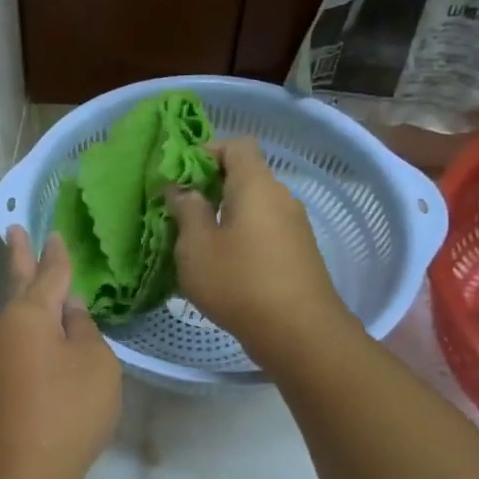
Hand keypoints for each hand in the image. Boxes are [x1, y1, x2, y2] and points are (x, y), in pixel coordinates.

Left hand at [0, 227, 121, 478]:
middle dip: (19, 257)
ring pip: (15, 321)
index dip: (56, 254)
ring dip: (27, 301)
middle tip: (12, 229)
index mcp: (29, 315)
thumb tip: (67, 311)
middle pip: (17, 287)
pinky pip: (14, 347)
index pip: (48, 275)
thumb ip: (83, 329)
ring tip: (39, 286)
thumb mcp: (95, 363)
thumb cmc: (68, 410)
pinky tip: (42, 344)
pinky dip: (29, 335)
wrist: (24, 475)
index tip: (53, 233)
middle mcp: (2, 330)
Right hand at [167, 137, 353, 361]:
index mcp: (256, 186)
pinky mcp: (299, 252)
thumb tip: (183, 190)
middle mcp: (280, 197)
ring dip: (225, 214)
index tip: (180, 176)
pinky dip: (242, 234)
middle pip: (245, 175)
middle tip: (180, 211)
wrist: (299, 332)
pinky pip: (264, 228)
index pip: (236, 145)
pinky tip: (224, 264)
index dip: (206, 151)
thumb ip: (187, 210)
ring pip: (254, 205)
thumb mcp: (196, 246)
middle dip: (211, 186)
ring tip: (197, 241)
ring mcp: (294, 225)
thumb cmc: (239, 282)